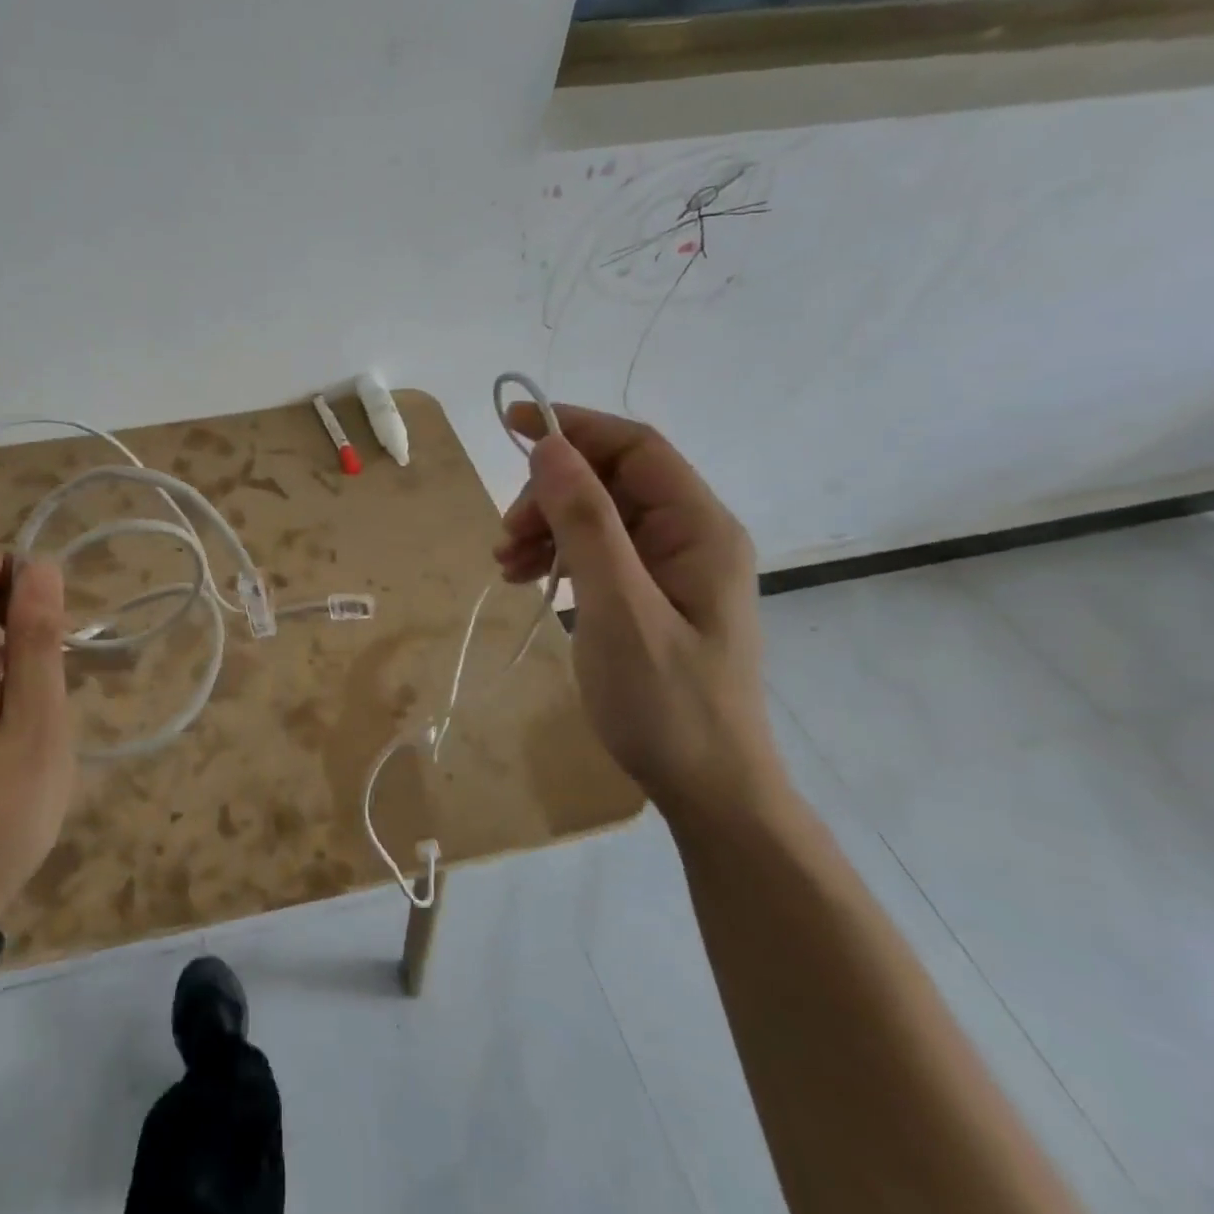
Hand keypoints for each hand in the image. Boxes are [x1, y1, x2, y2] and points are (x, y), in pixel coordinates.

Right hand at [493, 402, 783, 823]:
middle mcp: (689, 537)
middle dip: (550, 494)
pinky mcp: (649, 595)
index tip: (511, 426)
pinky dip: (556, 555)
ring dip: (546, 526)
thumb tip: (549, 447)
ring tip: (505, 561)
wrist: (707, 788)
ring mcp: (669, 568)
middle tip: (506, 534)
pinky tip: (526, 577)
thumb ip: (586, 524)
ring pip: (596, 516)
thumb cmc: (667, 701)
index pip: (636, 449)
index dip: (575, 429)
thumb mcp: (618, 608)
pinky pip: (596, 552)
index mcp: (698, 528)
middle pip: (610, 482)